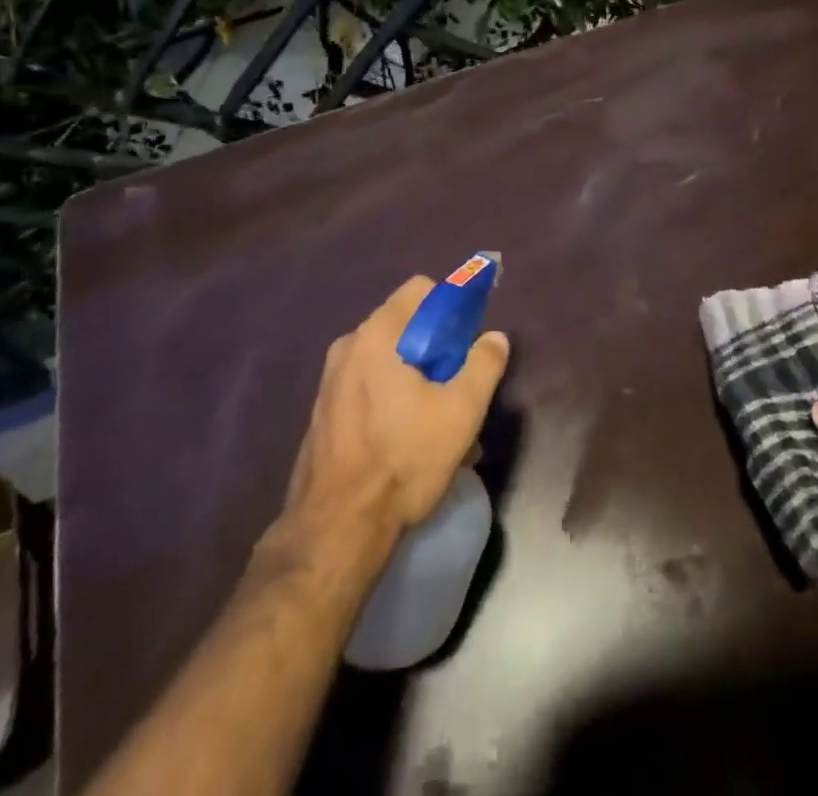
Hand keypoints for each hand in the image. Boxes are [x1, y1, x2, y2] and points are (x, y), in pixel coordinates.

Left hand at [289, 276, 510, 533]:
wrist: (337, 527)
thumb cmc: (403, 459)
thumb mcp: (461, 412)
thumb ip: (484, 365)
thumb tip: (494, 337)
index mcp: (378, 334)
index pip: (420, 289)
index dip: (451, 307)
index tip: (466, 343)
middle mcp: (349, 345)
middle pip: (405, 324)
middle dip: (436, 348)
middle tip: (456, 388)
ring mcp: (330, 378)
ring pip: (387, 358)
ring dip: (415, 377)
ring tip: (436, 422)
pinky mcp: (323, 409)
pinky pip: (367, 384)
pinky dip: (390, 396)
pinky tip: (406, 440)